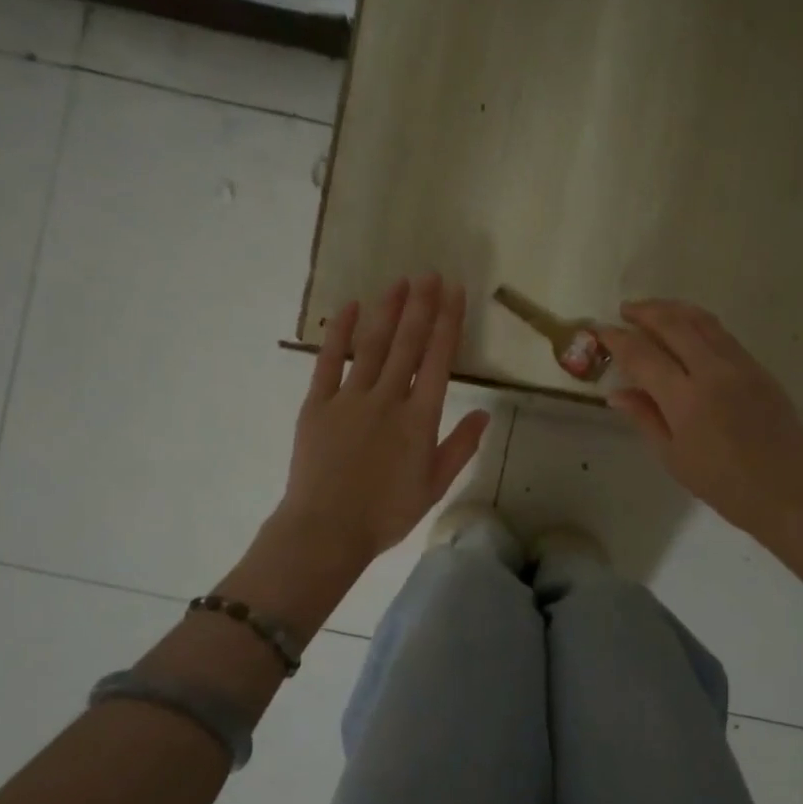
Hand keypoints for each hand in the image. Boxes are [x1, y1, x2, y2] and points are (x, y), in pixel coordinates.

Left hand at [277, 274, 490, 567]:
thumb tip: (485, 413)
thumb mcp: (434, 486)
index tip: (454, 292)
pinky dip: (338, 333)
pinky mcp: (317, 404)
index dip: (448, 322)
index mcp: (419, 419)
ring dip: (387, 311)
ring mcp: (350, 398)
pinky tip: (349, 308)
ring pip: (372, 345)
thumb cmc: (386, 513)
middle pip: (407, 343)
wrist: (326, 530)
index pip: (439, 360)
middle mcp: (388, 398)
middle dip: (421, 305)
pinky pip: (328, 361)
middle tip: (429, 274)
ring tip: (399, 283)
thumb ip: (460, 447)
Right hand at [600, 300, 802, 540]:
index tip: (600, 331)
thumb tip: (617, 392)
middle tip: (624, 311)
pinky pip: (722, 334)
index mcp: (686, 399)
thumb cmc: (723, 484)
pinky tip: (687, 331)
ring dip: (673, 309)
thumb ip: (645, 417)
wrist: (788, 490)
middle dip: (645, 311)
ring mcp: (740, 365)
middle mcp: (713, 371)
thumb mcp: (673, 457)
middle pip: (673, 323)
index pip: (642, 355)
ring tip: (653, 311)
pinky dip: (697, 323)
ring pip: (702, 321)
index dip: (617, 339)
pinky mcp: (758, 368)